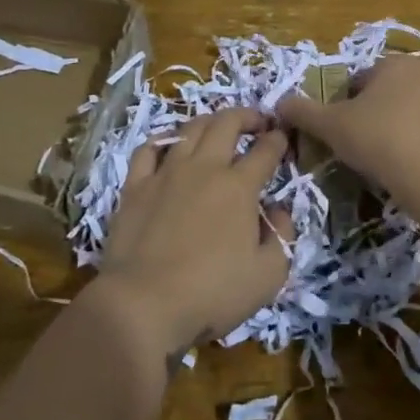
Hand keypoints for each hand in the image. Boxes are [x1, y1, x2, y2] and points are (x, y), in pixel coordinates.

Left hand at [93, 107, 295, 355]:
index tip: (283, 136)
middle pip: (227, 123)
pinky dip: (164, 140)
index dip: (278, 140)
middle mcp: (205, 168)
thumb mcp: (268, 276)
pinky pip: (149, 149)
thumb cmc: (212, 293)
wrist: (144, 304)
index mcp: (239, 187)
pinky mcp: (136, 186)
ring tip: (218, 127)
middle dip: (247, 116)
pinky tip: (170, 144)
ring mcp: (167, 173)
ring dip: (210, 121)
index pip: (265, 151)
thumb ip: (282, 236)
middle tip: (257, 121)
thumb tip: (279, 210)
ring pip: (190, 129)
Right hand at [275, 55, 419, 203]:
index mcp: (394, 64)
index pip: (360, 81)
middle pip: (394, 93)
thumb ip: (303, 112)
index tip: (344, 133)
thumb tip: (279, 103)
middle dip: (381, 114)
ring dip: (412, 127)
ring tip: (399, 162)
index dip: (347, 107)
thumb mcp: (331, 126)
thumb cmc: (379, 139)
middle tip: (369, 149)